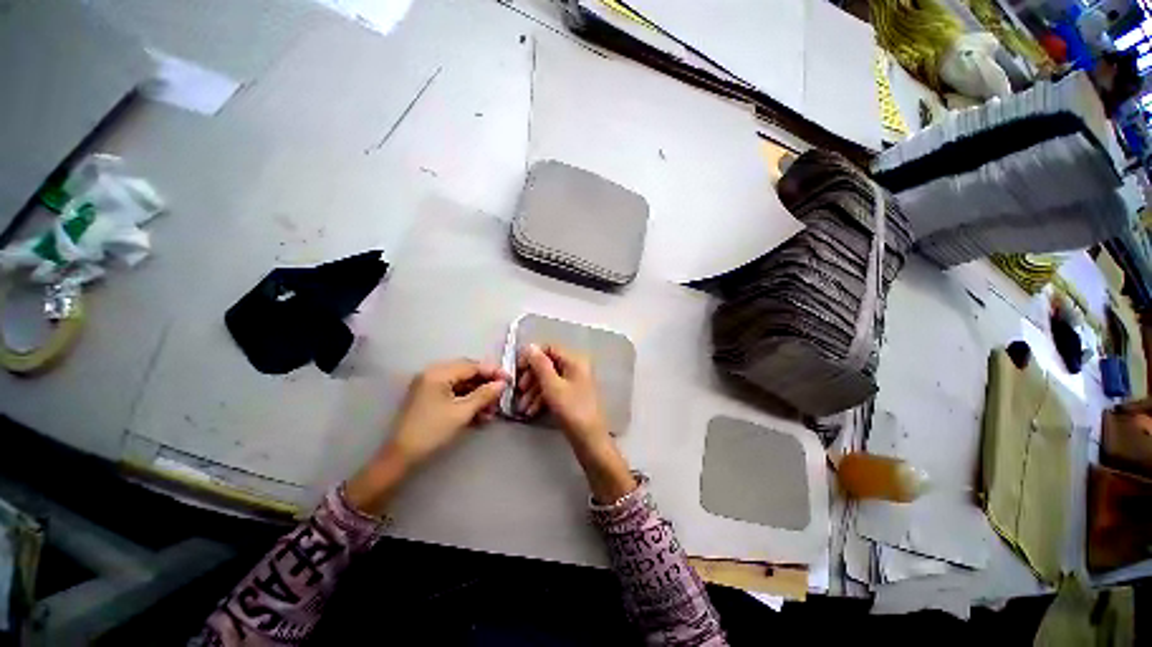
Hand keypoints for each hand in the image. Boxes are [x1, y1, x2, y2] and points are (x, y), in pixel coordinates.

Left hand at [345, 359, 507, 514]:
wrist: (401, 456)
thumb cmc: (432, 431)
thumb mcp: (462, 412)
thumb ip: (484, 395)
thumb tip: (502, 384)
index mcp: (438, 373)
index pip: (472, 366)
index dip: (493, 372)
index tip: (509, 380)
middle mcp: (433, 374)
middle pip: (467, 373)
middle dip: (486, 384)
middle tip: (502, 394)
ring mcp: (430, 386)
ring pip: (462, 384)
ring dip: (478, 395)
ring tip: (492, 410)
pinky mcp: (430, 398)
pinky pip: (454, 394)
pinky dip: (468, 401)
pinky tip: (480, 414)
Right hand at [516, 344, 635, 502]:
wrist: (589, 439)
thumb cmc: (572, 410)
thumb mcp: (552, 386)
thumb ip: (540, 365)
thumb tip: (530, 346)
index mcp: (575, 360)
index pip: (549, 348)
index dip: (532, 356)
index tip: (518, 370)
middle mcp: (575, 367)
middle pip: (547, 364)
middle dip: (531, 377)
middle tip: (519, 390)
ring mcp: (574, 382)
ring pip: (548, 379)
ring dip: (533, 391)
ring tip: (523, 407)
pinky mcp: (571, 395)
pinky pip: (553, 390)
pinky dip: (541, 398)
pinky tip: (531, 411)